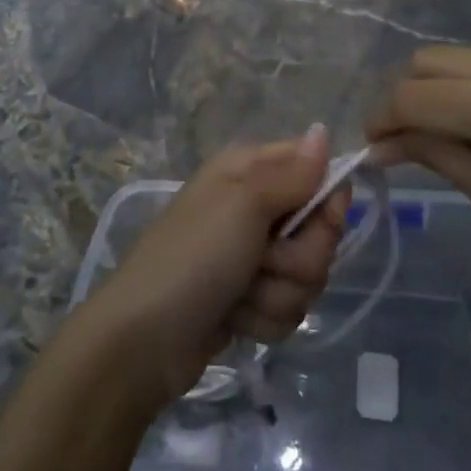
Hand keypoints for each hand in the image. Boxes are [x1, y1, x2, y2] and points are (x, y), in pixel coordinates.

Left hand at [80, 126, 348, 413]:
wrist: (144, 340)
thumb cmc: (194, 256)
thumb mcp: (244, 205)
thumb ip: (292, 175)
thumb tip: (323, 131)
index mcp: (249, 171)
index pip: (315, 168)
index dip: (326, 198)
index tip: (323, 218)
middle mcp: (255, 207)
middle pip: (319, 230)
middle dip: (299, 258)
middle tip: (264, 261)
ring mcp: (253, 256)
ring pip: (308, 275)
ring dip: (277, 293)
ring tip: (240, 295)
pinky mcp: (252, 300)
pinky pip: (289, 308)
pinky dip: (264, 318)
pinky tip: (234, 318)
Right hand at [367, 46, 470, 281]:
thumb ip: (433, 156)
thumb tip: (380, 146)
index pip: (412, 97)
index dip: (383, 119)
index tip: (375, 146)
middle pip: (428, 60)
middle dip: (406, 95)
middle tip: (407, 137)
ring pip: (460, 55)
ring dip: (441, 87)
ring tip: (454, 129)